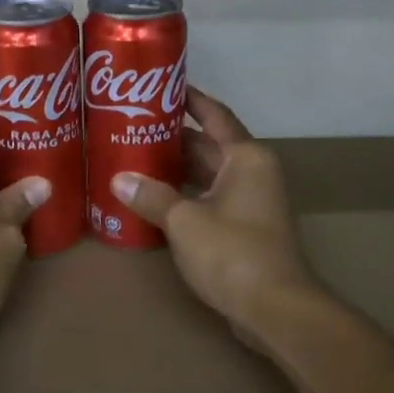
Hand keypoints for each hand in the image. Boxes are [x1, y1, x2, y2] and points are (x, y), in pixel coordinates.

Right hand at [111, 87, 316, 343]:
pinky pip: (209, 197)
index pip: (215, 115)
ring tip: (135, 157)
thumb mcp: (185, 221)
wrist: (274, 308)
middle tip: (132, 124)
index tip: (162, 84)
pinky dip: (184, 194)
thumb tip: (119, 180)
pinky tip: (154, 197)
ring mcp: (250, 201)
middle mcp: (252, 172)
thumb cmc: (233, 252)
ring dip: (176, 168)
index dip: (190, 98)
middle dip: (173, 136)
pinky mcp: (244, 227)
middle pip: (208, 144)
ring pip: (207, 173)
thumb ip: (152, 196)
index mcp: (246, 157)